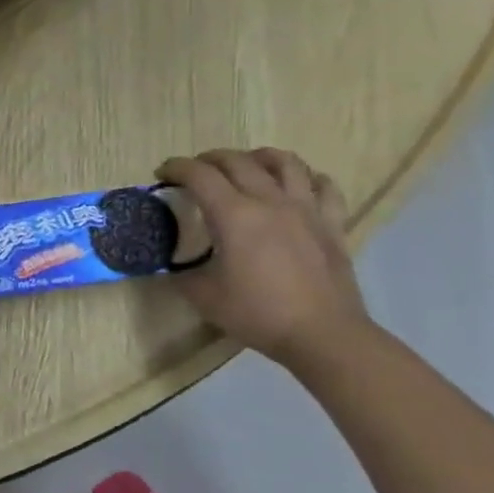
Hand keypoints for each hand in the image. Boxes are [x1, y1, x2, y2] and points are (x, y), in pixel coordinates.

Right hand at [156, 148, 370, 365]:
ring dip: (258, 157)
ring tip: (246, 165)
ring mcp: (306, 210)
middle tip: (195, 172)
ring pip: (285, 162)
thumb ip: (181, 271)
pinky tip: (296, 186)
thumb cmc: (257, 313)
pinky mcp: (332, 224)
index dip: (175, 167)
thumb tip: (170, 262)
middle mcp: (269, 202)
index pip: (198, 174)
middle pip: (237, 161)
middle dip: (209, 159)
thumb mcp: (202, 295)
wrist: (323, 336)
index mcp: (233, 215)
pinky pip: (324, 186)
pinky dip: (306, 178)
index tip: (161, 174)